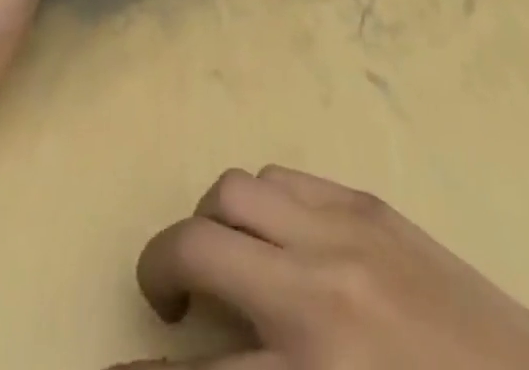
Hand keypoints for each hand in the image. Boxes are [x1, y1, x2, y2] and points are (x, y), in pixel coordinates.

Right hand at [121, 167, 528, 369]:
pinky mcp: (366, 201)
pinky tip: (276, 238)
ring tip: (226, 259)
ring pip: (236, 189)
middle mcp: (314, 289)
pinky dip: (260, 202)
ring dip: (213, 222)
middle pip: (198, 244)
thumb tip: (220, 354)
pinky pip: (284, 177)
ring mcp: (341, 229)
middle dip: (162, 267)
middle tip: (168, 299)